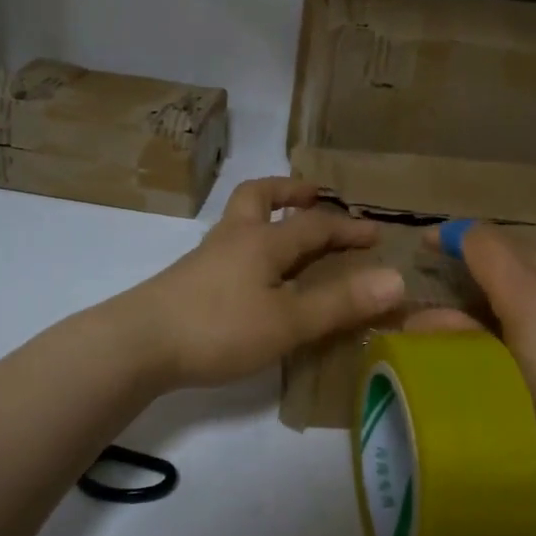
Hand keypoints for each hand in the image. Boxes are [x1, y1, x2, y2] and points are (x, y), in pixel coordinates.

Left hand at [117, 178, 406, 390]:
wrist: (138, 343)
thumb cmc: (218, 328)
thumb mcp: (287, 321)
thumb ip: (339, 302)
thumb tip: (397, 280)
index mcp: (262, 241)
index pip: (314, 225)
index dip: (348, 228)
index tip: (376, 234)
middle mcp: (234, 238)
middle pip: (260, 197)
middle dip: (291, 192)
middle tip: (314, 195)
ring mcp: (207, 257)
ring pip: (240, 219)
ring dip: (267, 214)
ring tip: (286, 231)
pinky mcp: (190, 279)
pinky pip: (229, 247)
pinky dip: (250, 245)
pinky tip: (253, 275)